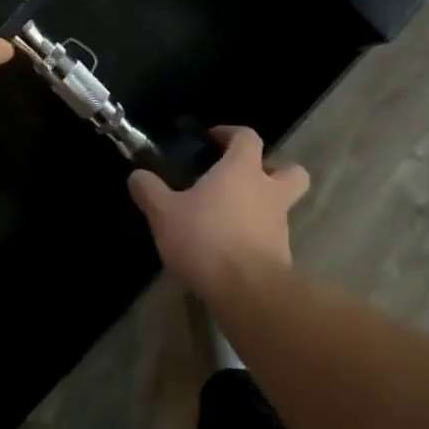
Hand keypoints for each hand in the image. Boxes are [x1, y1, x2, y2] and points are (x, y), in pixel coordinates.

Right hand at [127, 127, 309, 299]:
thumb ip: (149, 191)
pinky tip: (232, 250)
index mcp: (243, 170)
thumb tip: (136, 175)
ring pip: (282, 207)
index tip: (213, 139)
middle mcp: (269, 192)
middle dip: (274, 169)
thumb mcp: (165, 214)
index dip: (232, 134)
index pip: (248, 137)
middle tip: (246, 177)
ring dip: (263, 207)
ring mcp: (280, 226)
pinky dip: (258, 239)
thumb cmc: (206, 239)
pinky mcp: (283, 258)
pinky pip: (273, 238)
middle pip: (291, 171)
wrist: (248, 294)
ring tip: (231, 219)